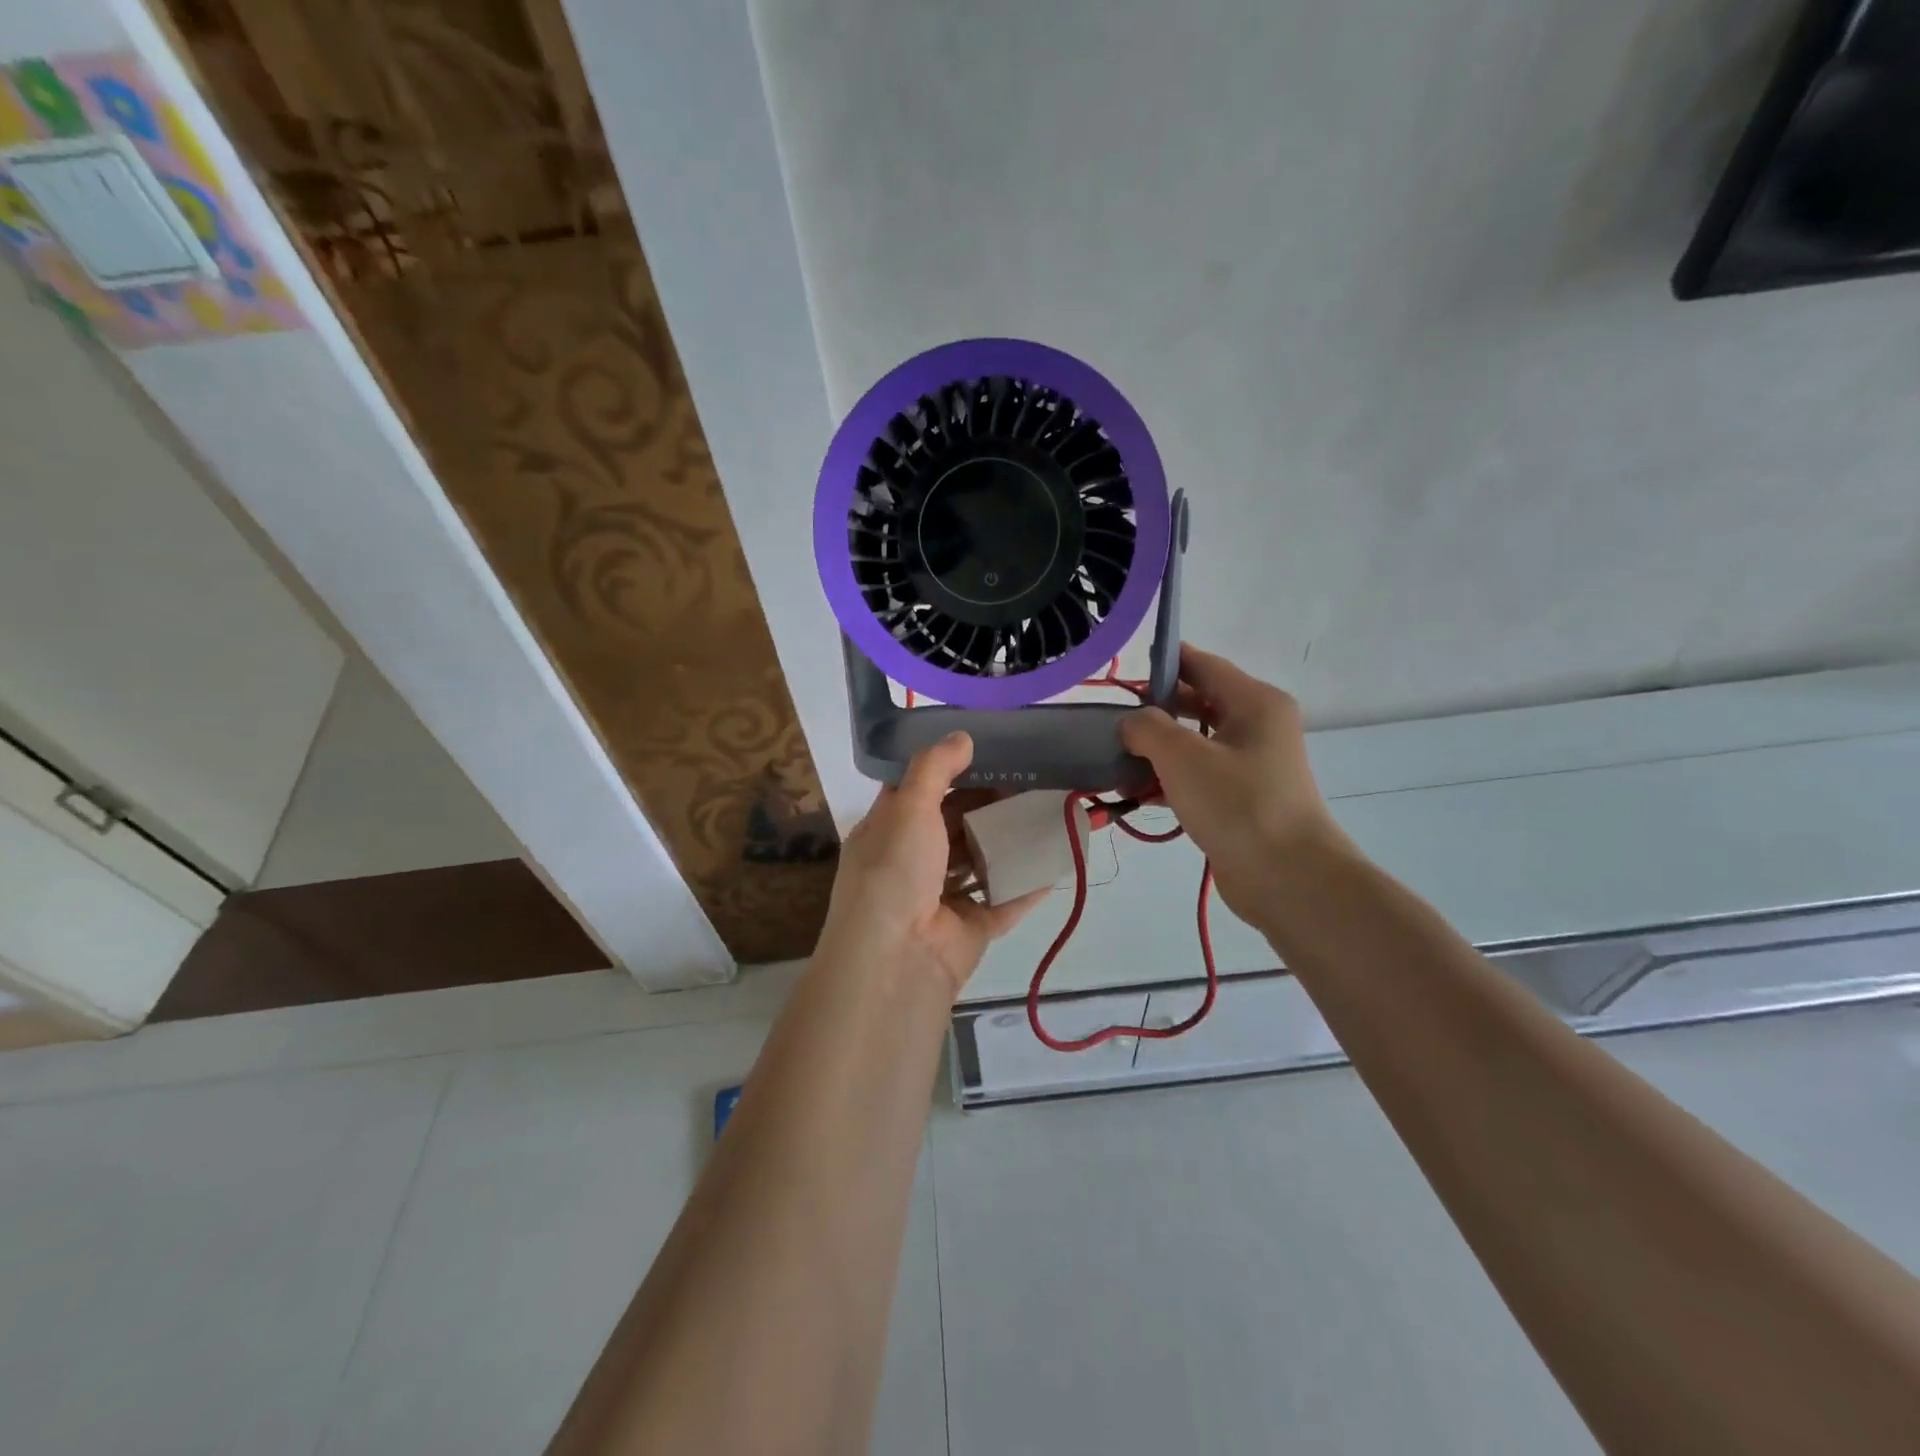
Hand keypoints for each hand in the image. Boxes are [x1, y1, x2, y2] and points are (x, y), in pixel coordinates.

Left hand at [818, 732, 1046, 999]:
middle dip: (989, 805)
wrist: (897, 959)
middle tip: (1031, 780)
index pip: (918, 792)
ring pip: (982, 862)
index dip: (949, 771)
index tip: (988, 752)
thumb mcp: (907, 807)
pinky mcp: (972, 927)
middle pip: (955, 825)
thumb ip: (935, 768)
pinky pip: (1006, 900)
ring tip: (1050, 812)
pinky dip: (1029, 883)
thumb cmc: (894, 871)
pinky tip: (1058, 859)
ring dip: (1011, 841)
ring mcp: (943, 898)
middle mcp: (913, 862)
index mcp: (888, 831)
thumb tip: (962, 735)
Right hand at [1118, 644, 1348, 925]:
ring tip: (1114, 763)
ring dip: (1155, 751)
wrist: (1288, 877)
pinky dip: (1169, 780)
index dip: (1162, 663)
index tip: (1121, 673)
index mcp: (1253, 702)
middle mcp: (1256, 726)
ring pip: (1194, 743)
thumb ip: (1147, 727)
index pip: (1202, 665)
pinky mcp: (1241, 799)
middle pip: (1196, 703)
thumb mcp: (1182, 757)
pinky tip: (1136, 794)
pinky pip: (1198, 776)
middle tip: (1111, 724)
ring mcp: (1251, 765)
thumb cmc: (1238, 804)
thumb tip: (1132, 723)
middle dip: (1152, 713)